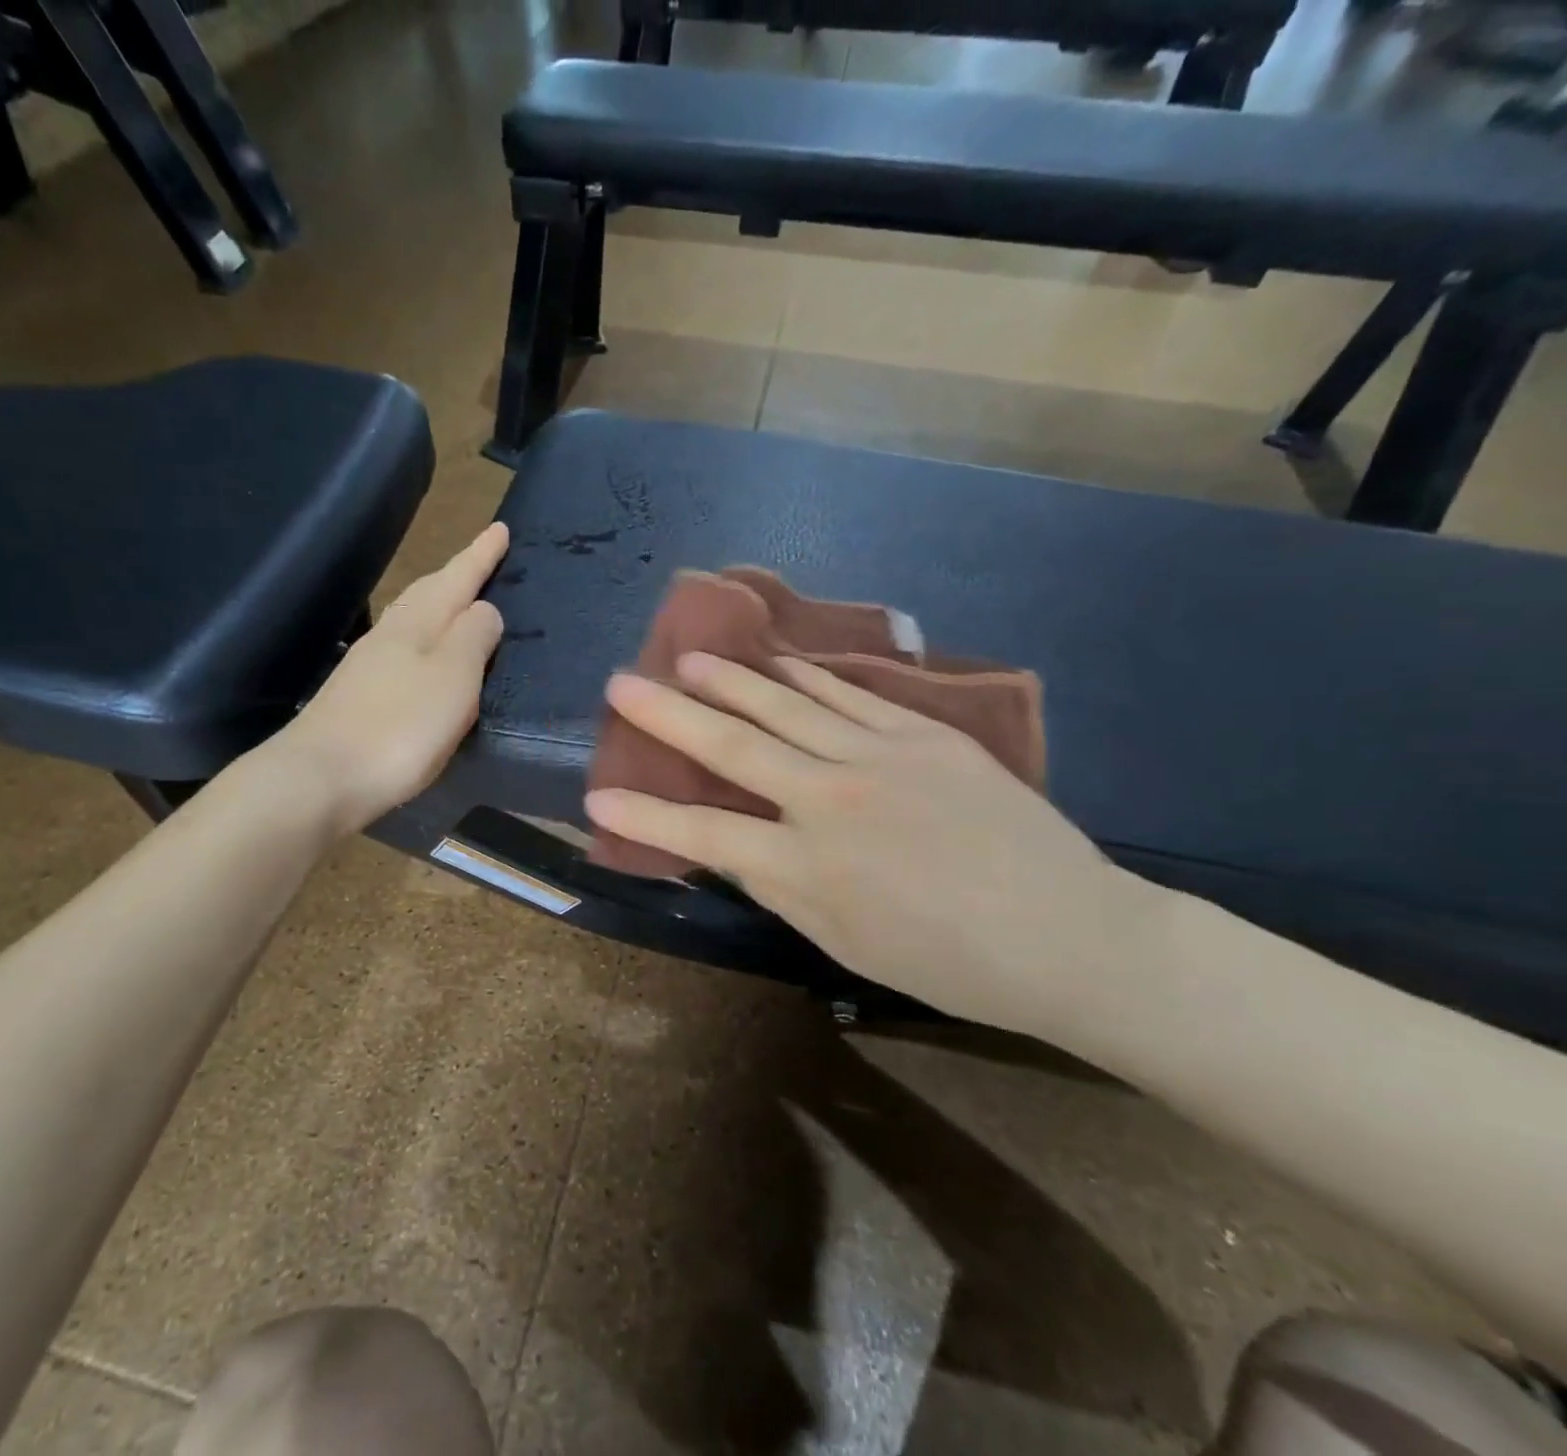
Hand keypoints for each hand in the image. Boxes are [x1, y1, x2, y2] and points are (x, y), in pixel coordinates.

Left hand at [250, 523, 508, 834]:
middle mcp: (391, 634)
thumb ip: (474, 638)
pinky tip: (425, 657)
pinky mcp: (359, 695)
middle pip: (429, 592)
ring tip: (459, 603)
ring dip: (439, 605)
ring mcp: (369, 664)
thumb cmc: (399, 727)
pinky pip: (402, 649)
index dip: (481, 555)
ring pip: (412, 619)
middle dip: (458, 574)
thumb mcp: (453, 678)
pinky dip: (424, 640)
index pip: (458, 578)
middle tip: (483, 559)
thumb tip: (485, 608)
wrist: (321, 777)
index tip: (500, 527)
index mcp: (419, 624)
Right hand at [584, 652, 1162, 1040]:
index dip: (643, 816)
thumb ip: (780, 887)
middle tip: (621, 683)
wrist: (1066, 933)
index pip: (702, 833)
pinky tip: (779, 662)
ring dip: (730, 680)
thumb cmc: (948, 962)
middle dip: (667, 715)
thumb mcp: (844, 943)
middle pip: (732, 746)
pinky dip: (807, 678)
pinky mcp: (923, 733)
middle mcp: (831, 799)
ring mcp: (879, 756)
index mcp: (808, 866)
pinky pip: (850, 696)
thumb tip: (734, 846)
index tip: (594, 799)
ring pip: (786, 705)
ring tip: (689, 659)